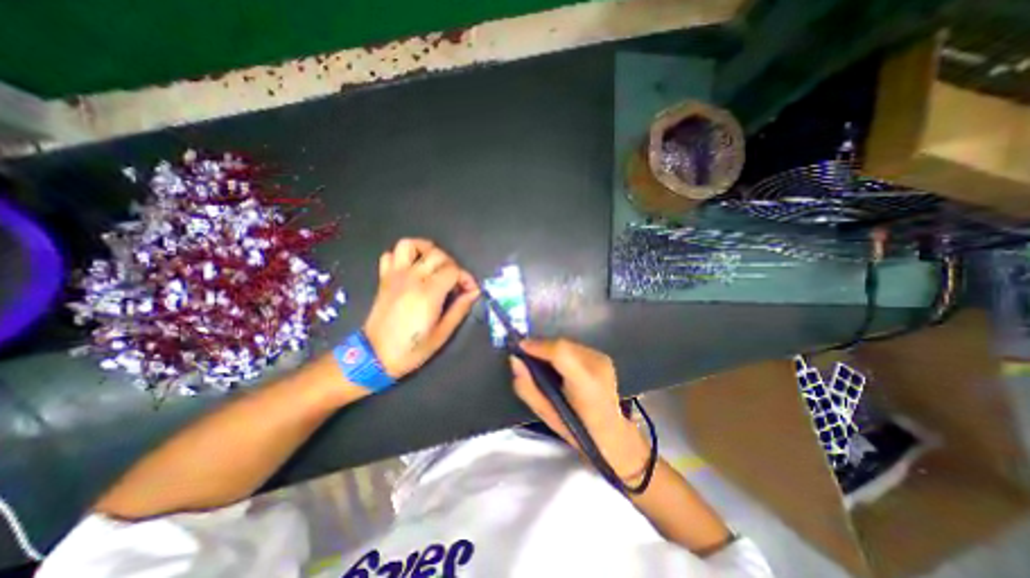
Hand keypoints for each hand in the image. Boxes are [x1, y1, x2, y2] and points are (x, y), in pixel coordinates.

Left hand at [361, 237, 477, 378]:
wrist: (374, 356)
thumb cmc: (412, 349)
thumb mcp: (443, 333)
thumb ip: (460, 309)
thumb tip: (474, 292)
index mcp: (429, 293)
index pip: (454, 270)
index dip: (466, 278)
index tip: (470, 291)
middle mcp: (412, 278)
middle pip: (437, 255)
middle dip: (452, 265)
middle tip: (455, 281)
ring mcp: (395, 276)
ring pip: (409, 245)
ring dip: (425, 249)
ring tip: (434, 263)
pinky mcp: (384, 279)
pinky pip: (390, 255)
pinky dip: (402, 256)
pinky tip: (412, 268)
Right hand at [511, 341, 646, 479]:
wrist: (612, 434)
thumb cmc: (577, 430)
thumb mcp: (546, 414)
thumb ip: (527, 387)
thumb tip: (515, 360)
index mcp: (586, 385)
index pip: (561, 353)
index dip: (539, 346)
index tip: (519, 347)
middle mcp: (598, 366)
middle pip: (563, 345)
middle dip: (542, 347)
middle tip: (526, 356)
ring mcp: (603, 359)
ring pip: (568, 344)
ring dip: (551, 350)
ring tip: (540, 361)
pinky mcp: (603, 357)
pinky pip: (575, 348)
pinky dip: (562, 352)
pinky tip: (558, 366)